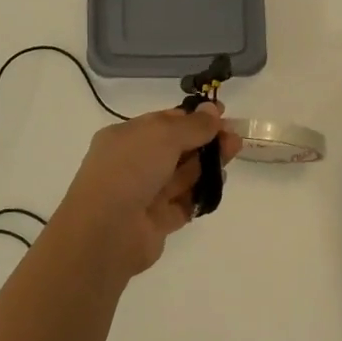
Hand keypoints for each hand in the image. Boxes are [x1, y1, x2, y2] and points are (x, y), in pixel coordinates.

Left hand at [55, 104, 242, 277]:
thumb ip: (192, 125)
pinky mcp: (157, 221)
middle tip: (234, 137)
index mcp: (125, 137)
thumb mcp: (162, 135)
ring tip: (234, 153)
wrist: (107, 230)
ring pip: (182, 175)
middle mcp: (133, 163)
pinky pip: (184, 203)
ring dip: (207, 164)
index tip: (221, 114)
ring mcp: (144, 193)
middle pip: (176, 148)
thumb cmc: (130, 170)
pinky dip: (201, 193)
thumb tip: (212, 109)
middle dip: (205, 140)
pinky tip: (219, 183)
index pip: (163, 122)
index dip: (193, 117)